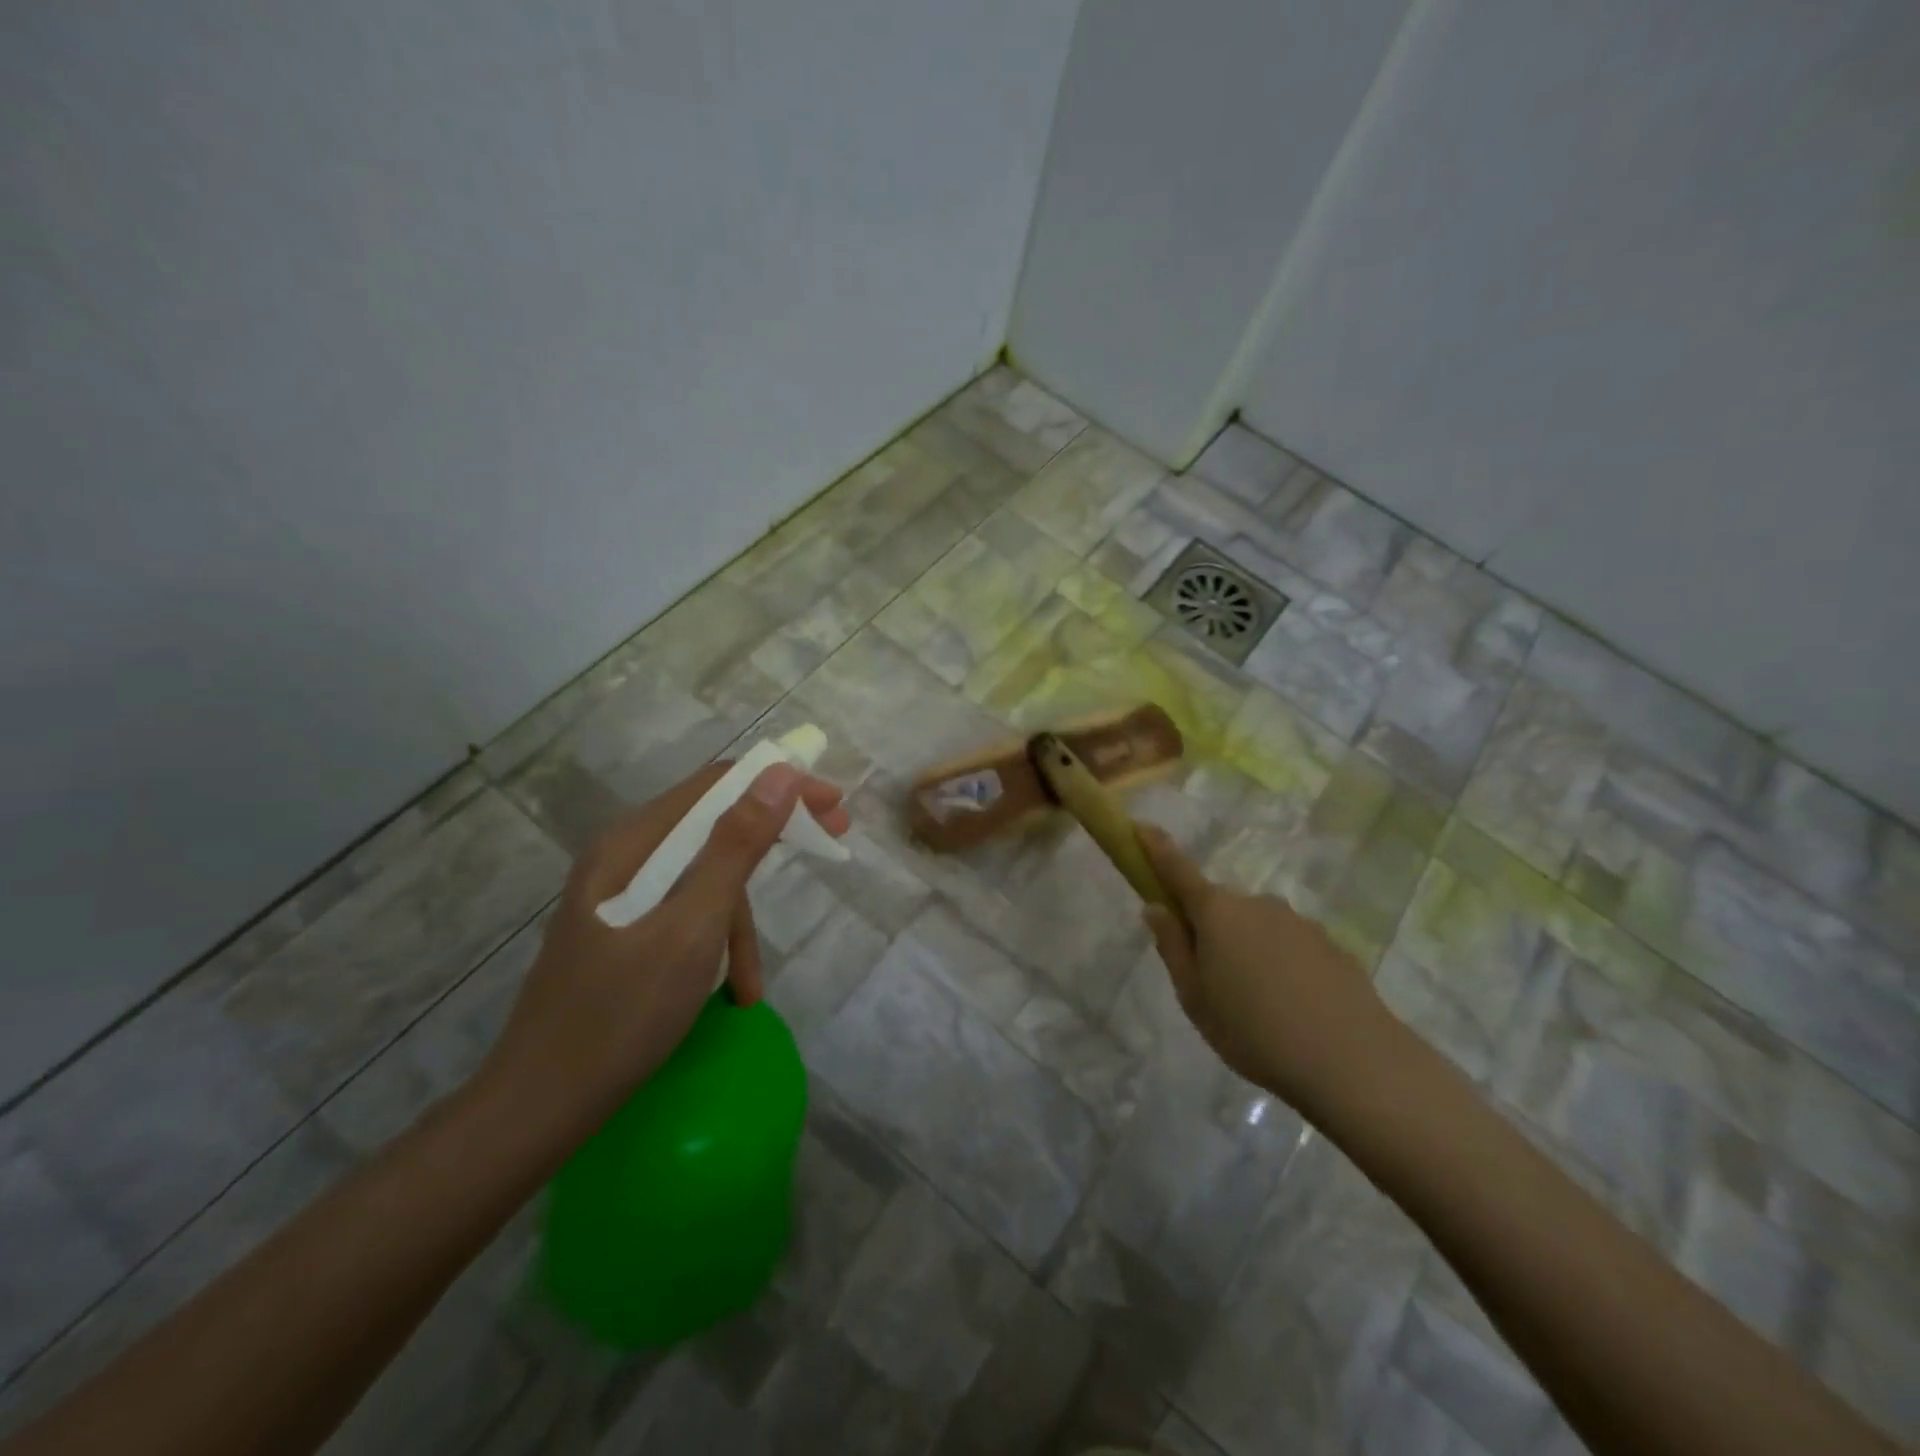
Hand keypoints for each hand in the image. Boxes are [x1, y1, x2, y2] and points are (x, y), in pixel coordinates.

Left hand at [478, 759, 848, 1140]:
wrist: (536, 1111)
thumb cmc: (619, 1015)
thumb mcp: (692, 927)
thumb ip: (735, 847)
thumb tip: (781, 774)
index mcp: (632, 843)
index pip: (717, 785)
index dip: (780, 783)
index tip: (832, 805)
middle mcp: (623, 857)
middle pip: (713, 825)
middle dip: (772, 838)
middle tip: (832, 840)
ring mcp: (619, 896)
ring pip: (703, 878)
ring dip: (740, 921)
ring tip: (753, 984)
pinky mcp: (622, 932)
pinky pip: (686, 915)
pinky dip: (716, 945)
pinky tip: (730, 994)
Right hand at [1138, 825, 1401, 1118]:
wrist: (1354, 1061)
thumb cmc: (1254, 1031)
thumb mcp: (1195, 998)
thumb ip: (1173, 948)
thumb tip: (1155, 907)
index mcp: (1217, 913)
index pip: (1177, 869)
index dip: (1156, 848)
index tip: (1140, 826)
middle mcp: (1257, 904)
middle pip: (1220, 908)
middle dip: (1210, 933)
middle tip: (1213, 985)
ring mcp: (1298, 922)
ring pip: (1257, 929)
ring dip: (1249, 953)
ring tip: (1260, 1010)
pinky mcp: (1331, 945)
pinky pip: (1290, 948)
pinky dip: (1283, 968)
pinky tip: (1294, 1010)